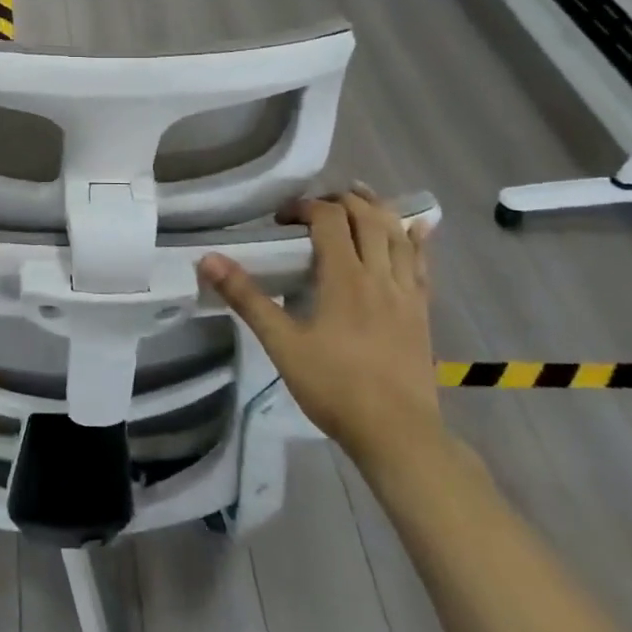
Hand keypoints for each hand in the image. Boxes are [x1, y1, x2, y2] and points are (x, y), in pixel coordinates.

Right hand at [198, 189, 440, 470]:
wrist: (397, 433)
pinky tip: (415, 229)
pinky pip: (422, 263)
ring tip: (359, 199)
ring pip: (398, 234)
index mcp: (344, 277)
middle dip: (341, 200)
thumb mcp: (281, 343)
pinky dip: (416, 240)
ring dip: (378, 210)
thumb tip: (208, 259)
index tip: (282, 220)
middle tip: (315, 207)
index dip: (305, 207)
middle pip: (368, 216)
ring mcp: (407, 292)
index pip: (329, 218)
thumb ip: (247, 298)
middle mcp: (380, 274)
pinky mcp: (422, 311)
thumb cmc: (334, 387)